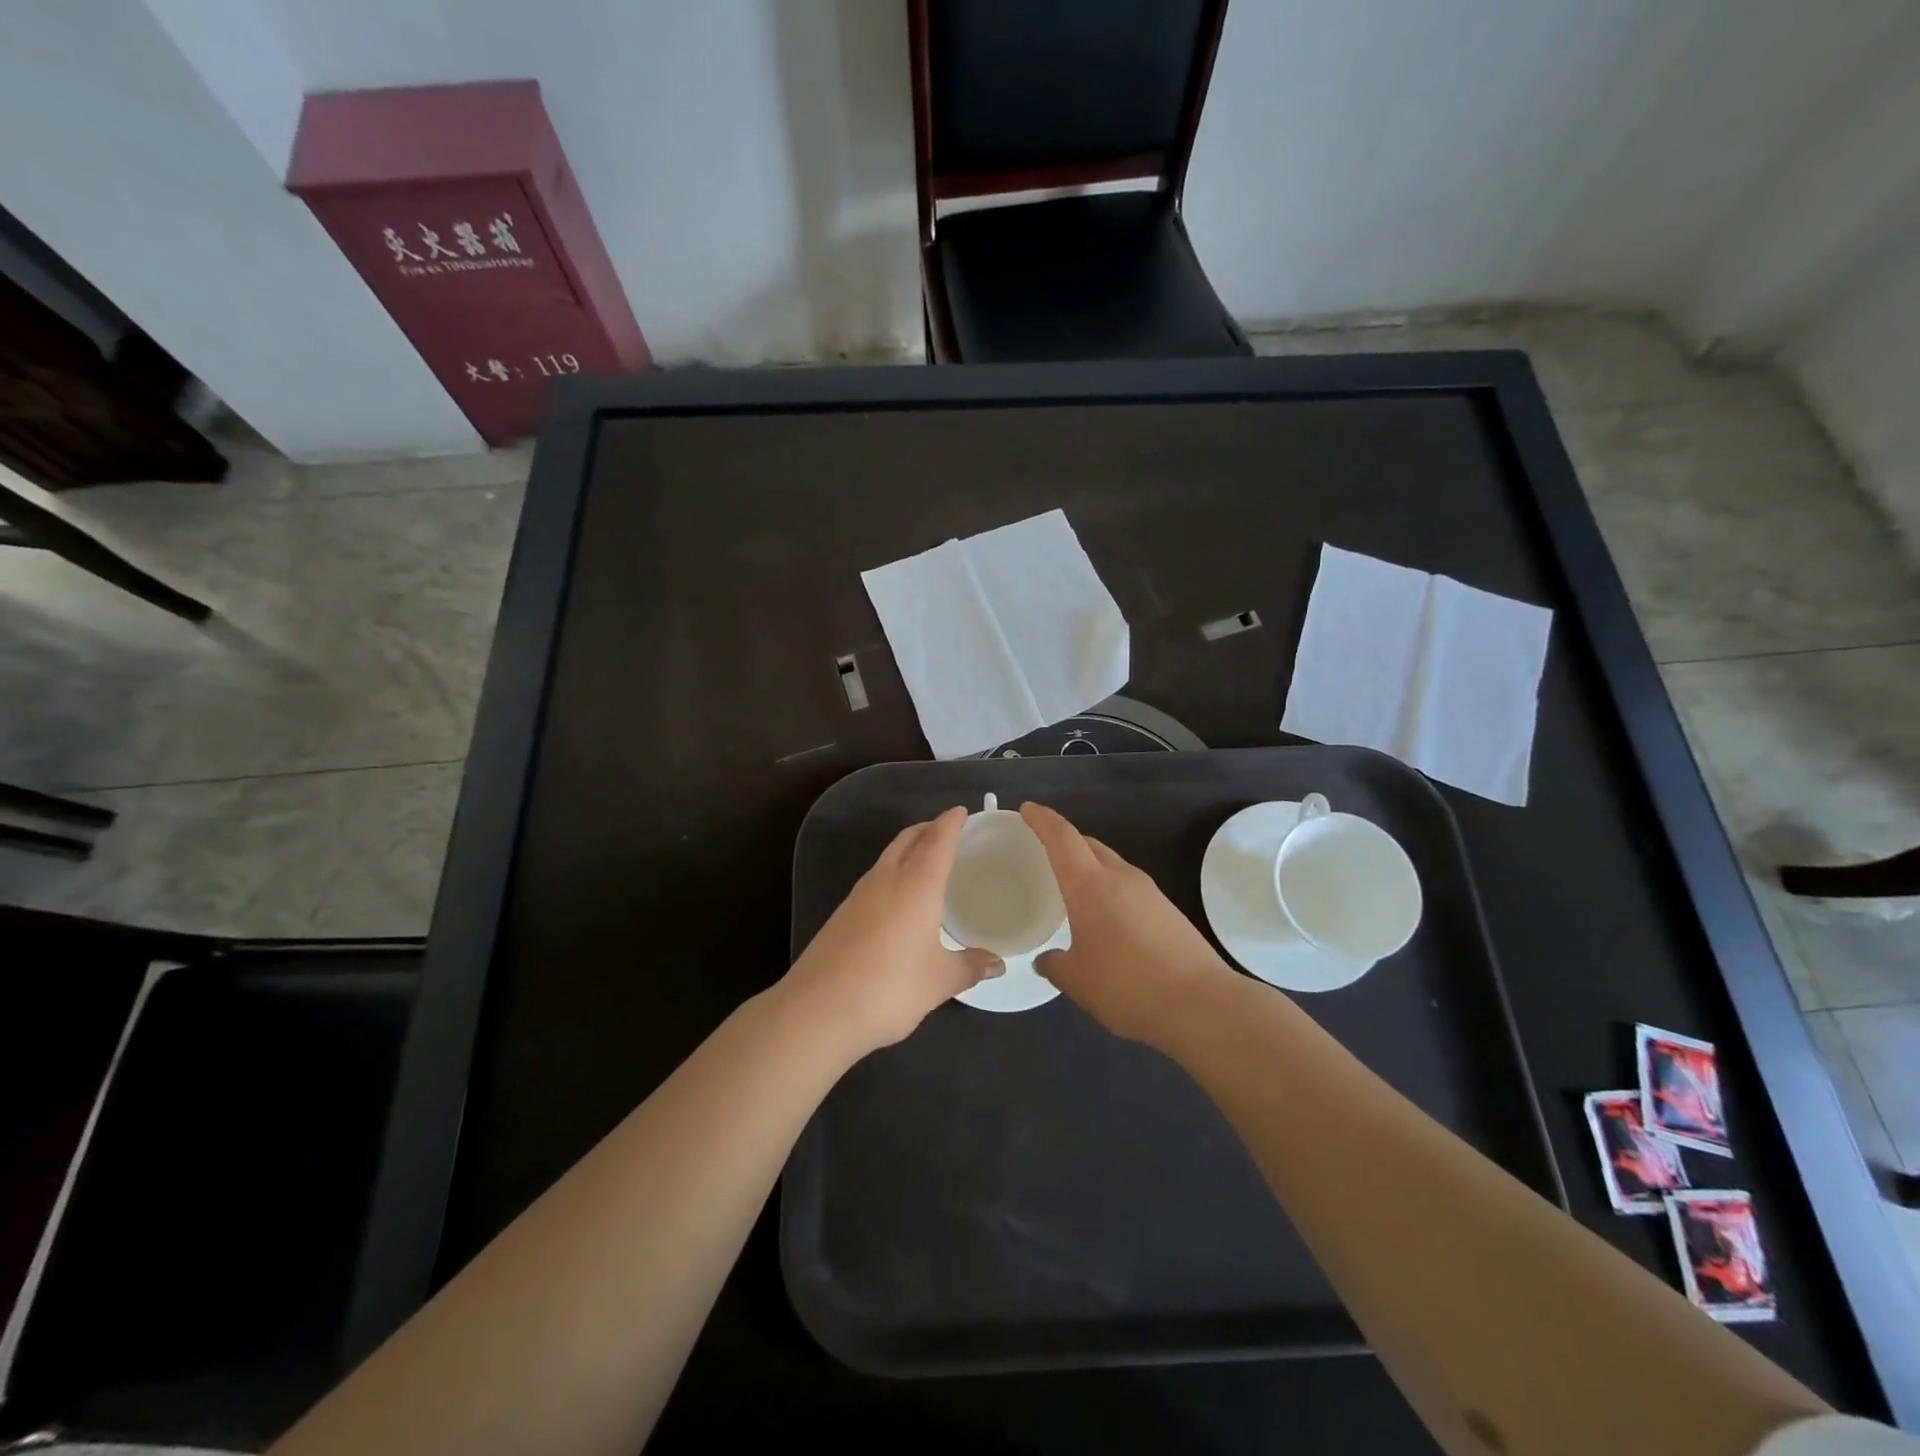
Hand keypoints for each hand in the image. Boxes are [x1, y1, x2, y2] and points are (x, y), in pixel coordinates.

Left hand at [781, 806, 1002, 1059]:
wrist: (817, 1010)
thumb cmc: (889, 988)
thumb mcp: (939, 981)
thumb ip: (969, 967)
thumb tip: (998, 964)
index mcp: (916, 885)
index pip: (937, 841)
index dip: (950, 823)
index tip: (961, 811)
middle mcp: (886, 880)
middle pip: (907, 840)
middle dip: (927, 829)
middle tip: (947, 830)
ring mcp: (858, 896)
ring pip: (887, 857)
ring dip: (907, 849)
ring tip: (926, 860)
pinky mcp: (841, 915)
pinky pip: (874, 879)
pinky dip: (892, 872)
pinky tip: (898, 898)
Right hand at [1021, 802, 1237, 1046]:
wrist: (1202, 1004)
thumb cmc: (1127, 986)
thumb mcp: (1078, 981)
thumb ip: (1056, 965)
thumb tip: (1046, 959)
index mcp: (1090, 885)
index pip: (1062, 837)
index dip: (1042, 820)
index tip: (1027, 809)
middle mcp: (1121, 877)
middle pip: (1088, 845)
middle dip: (1065, 841)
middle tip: (1043, 852)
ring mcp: (1149, 892)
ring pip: (1111, 865)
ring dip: (1089, 867)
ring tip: (1071, 888)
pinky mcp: (1168, 910)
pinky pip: (1129, 887)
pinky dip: (1109, 890)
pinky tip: (1105, 919)